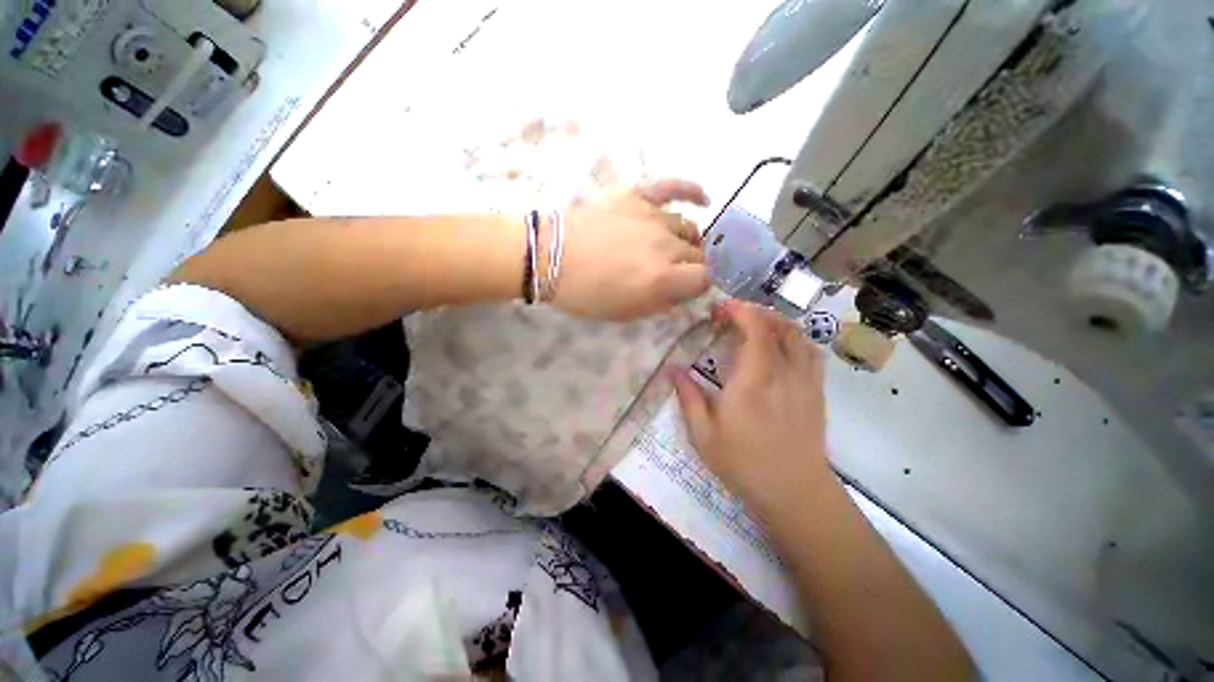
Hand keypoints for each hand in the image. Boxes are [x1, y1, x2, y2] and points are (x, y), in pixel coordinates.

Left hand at [553, 179, 711, 320]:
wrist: (548, 256)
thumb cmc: (584, 293)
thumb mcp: (623, 313)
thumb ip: (659, 306)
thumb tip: (681, 299)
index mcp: (662, 278)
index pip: (704, 279)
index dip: (700, 286)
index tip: (689, 290)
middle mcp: (666, 245)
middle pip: (699, 254)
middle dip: (693, 267)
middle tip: (677, 274)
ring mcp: (653, 217)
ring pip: (689, 227)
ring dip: (689, 242)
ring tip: (677, 249)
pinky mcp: (638, 197)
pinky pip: (673, 187)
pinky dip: (692, 191)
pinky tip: (704, 199)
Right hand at [673, 300, 833, 517]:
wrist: (795, 492)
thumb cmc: (744, 463)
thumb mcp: (704, 434)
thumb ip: (688, 398)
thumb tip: (673, 370)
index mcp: (752, 379)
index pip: (754, 329)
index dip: (739, 310)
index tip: (721, 307)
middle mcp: (783, 372)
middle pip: (778, 326)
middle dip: (755, 313)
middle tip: (733, 316)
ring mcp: (804, 381)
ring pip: (798, 336)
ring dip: (777, 322)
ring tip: (758, 325)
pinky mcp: (816, 392)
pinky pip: (811, 353)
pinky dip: (796, 340)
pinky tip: (783, 348)